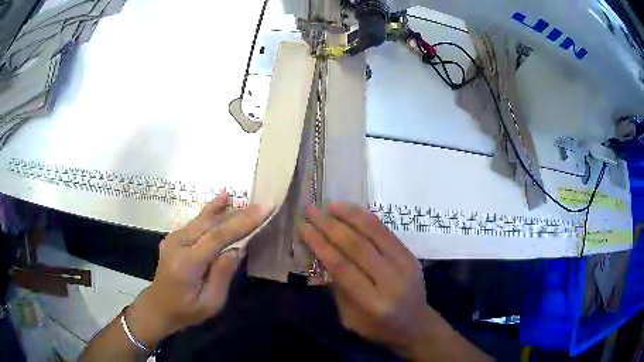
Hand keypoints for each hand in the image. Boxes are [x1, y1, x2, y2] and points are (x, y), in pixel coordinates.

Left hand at [126, 193, 270, 347]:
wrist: (158, 307)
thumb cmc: (187, 311)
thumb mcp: (210, 302)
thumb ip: (222, 274)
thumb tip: (238, 248)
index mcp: (187, 263)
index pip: (217, 237)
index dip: (242, 222)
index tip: (263, 210)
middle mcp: (177, 244)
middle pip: (211, 223)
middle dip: (239, 213)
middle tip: (262, 204)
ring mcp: (173, 238)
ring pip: (203, 219)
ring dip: (227, 210)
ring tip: (247, 200)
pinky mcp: (174, 237)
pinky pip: (197, 222)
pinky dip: (212, 210)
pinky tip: (223, 198)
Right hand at [299, 203, 431, 356]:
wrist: (416, 325)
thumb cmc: (378, 327)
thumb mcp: (350, 318)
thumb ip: (338, 287)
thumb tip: (322, 253)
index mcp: (373, 303)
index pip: (342, 267)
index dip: (320, 244)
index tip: (303, 228)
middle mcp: (391, 281)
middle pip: (357, 246)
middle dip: (330, 226)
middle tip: (311, 211)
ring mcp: (405, 265)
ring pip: (374, 233)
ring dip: (350, 216)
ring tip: (330, 205)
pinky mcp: (411, 255)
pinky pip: (386, 232)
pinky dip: (367, 219)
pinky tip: (352, 211)